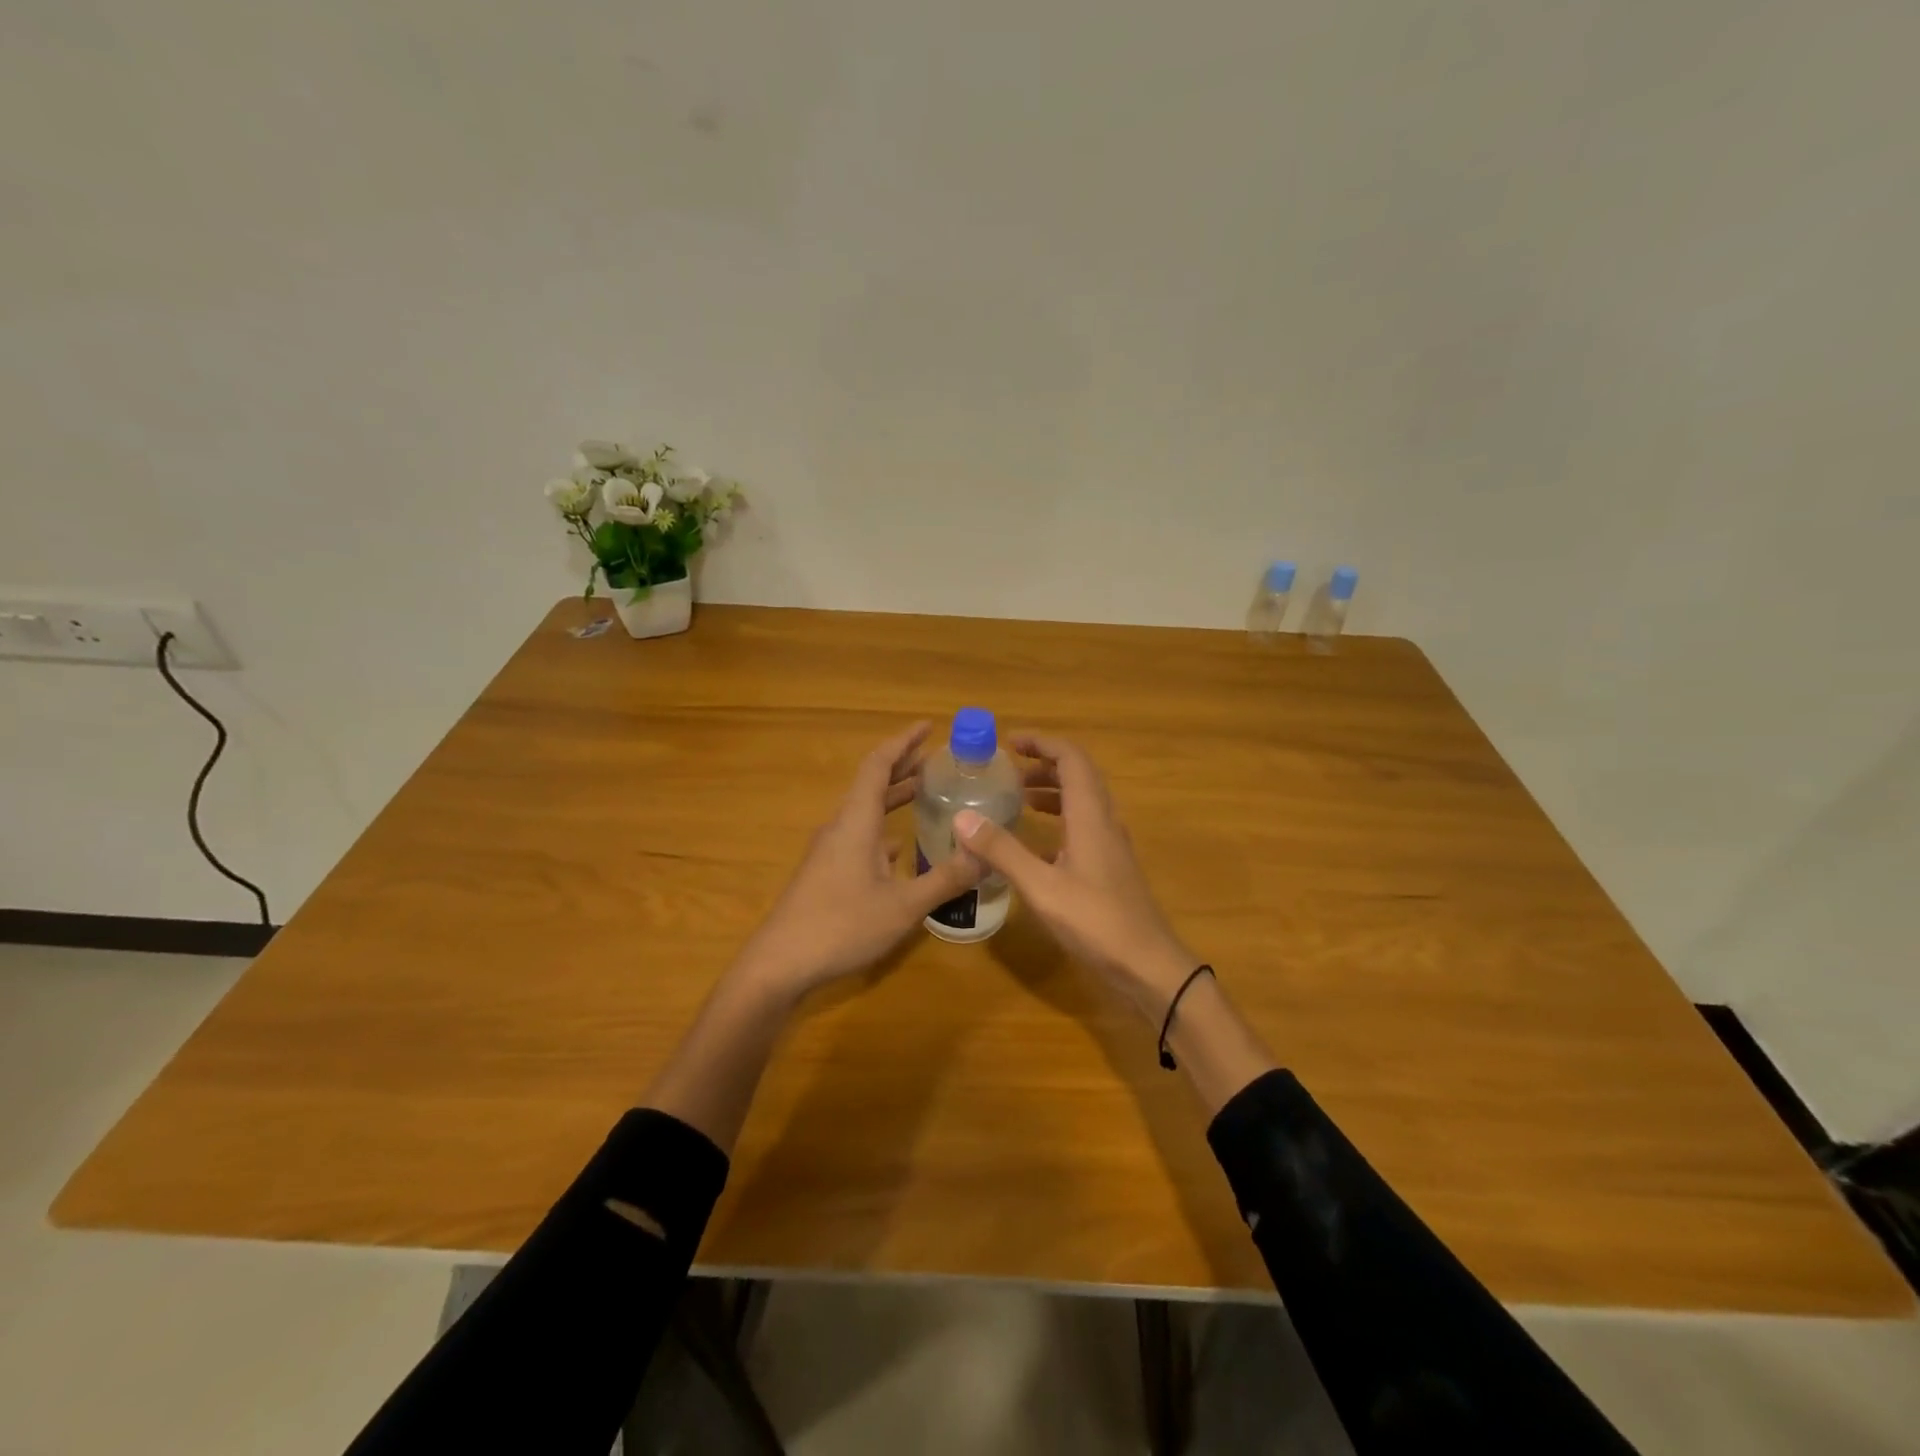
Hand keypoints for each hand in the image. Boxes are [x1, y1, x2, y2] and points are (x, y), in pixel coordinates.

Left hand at [731, 722, 982, 1001]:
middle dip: (904, 766)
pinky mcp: (826, 872)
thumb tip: (986, 853)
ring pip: (865, 811)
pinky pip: (860, 835)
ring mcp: (830, 850)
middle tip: (939, 759)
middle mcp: (841, 827)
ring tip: (927, 793)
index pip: (878, 765)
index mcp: (856, 821)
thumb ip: (946, 879)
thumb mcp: (903, 906)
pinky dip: (884, 828)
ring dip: (894, 797)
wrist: (779, 964)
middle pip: (872, 784)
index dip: (903, 742)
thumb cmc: (841, 926)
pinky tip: (902, 847)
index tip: (929, 727)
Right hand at [953, 733, 1196, 1019]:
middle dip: (1044, 764)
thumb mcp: (1041, 887)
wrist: (1148, 966)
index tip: (1010, 742)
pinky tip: (1035, 844)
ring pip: (1082, 803)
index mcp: (1091, 816)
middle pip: (1079, 776)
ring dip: (1052, 792)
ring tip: (1018, 798)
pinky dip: (1058, 822)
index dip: (1043, 743)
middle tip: (1009, 769)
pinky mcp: (1110, 868)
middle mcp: (1104, 822)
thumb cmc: (1096, 922)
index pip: (1072, 759)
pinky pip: (1083, 828)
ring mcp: (1111, 846)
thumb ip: (1002, 851)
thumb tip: (962, 817)